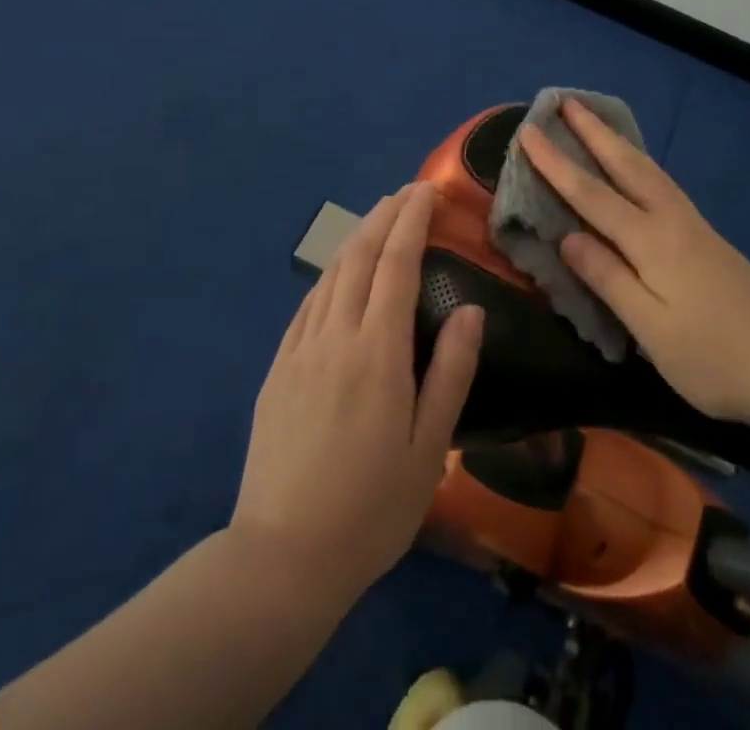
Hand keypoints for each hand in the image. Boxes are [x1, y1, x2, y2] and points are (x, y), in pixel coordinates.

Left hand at [232, 185, 483, 600]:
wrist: (281, 559)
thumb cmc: (371, 508)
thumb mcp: (428, 449)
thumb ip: (451, 373)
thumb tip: (472, 310)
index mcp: (377, 352)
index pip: (396, 264)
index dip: (411, 221)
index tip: (427, 191)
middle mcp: (334, 337)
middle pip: (359, 256)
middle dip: (384, 216)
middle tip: (407, 192)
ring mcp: (299, 351)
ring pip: (330, 275)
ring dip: (357, 237)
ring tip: (379, 218)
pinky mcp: (277, 371)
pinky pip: (308, 305)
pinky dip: (330, 275)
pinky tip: (339, 273)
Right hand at [519, 100, 749, 429]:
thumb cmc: (713, 358)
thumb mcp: (652, 329)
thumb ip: (609, 278)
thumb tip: (567, 237)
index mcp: (652, 242)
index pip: (592, 194)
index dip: (557, 163)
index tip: (529, 131)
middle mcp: (673, 221)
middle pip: (626, 165)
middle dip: (593, 132)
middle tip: (567, 101)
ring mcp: (695, 226)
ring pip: (649, 170)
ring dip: (618, 142)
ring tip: (597, 122)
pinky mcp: (708, 238)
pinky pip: (663, 184)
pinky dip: (640, 163)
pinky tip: (638, 169)